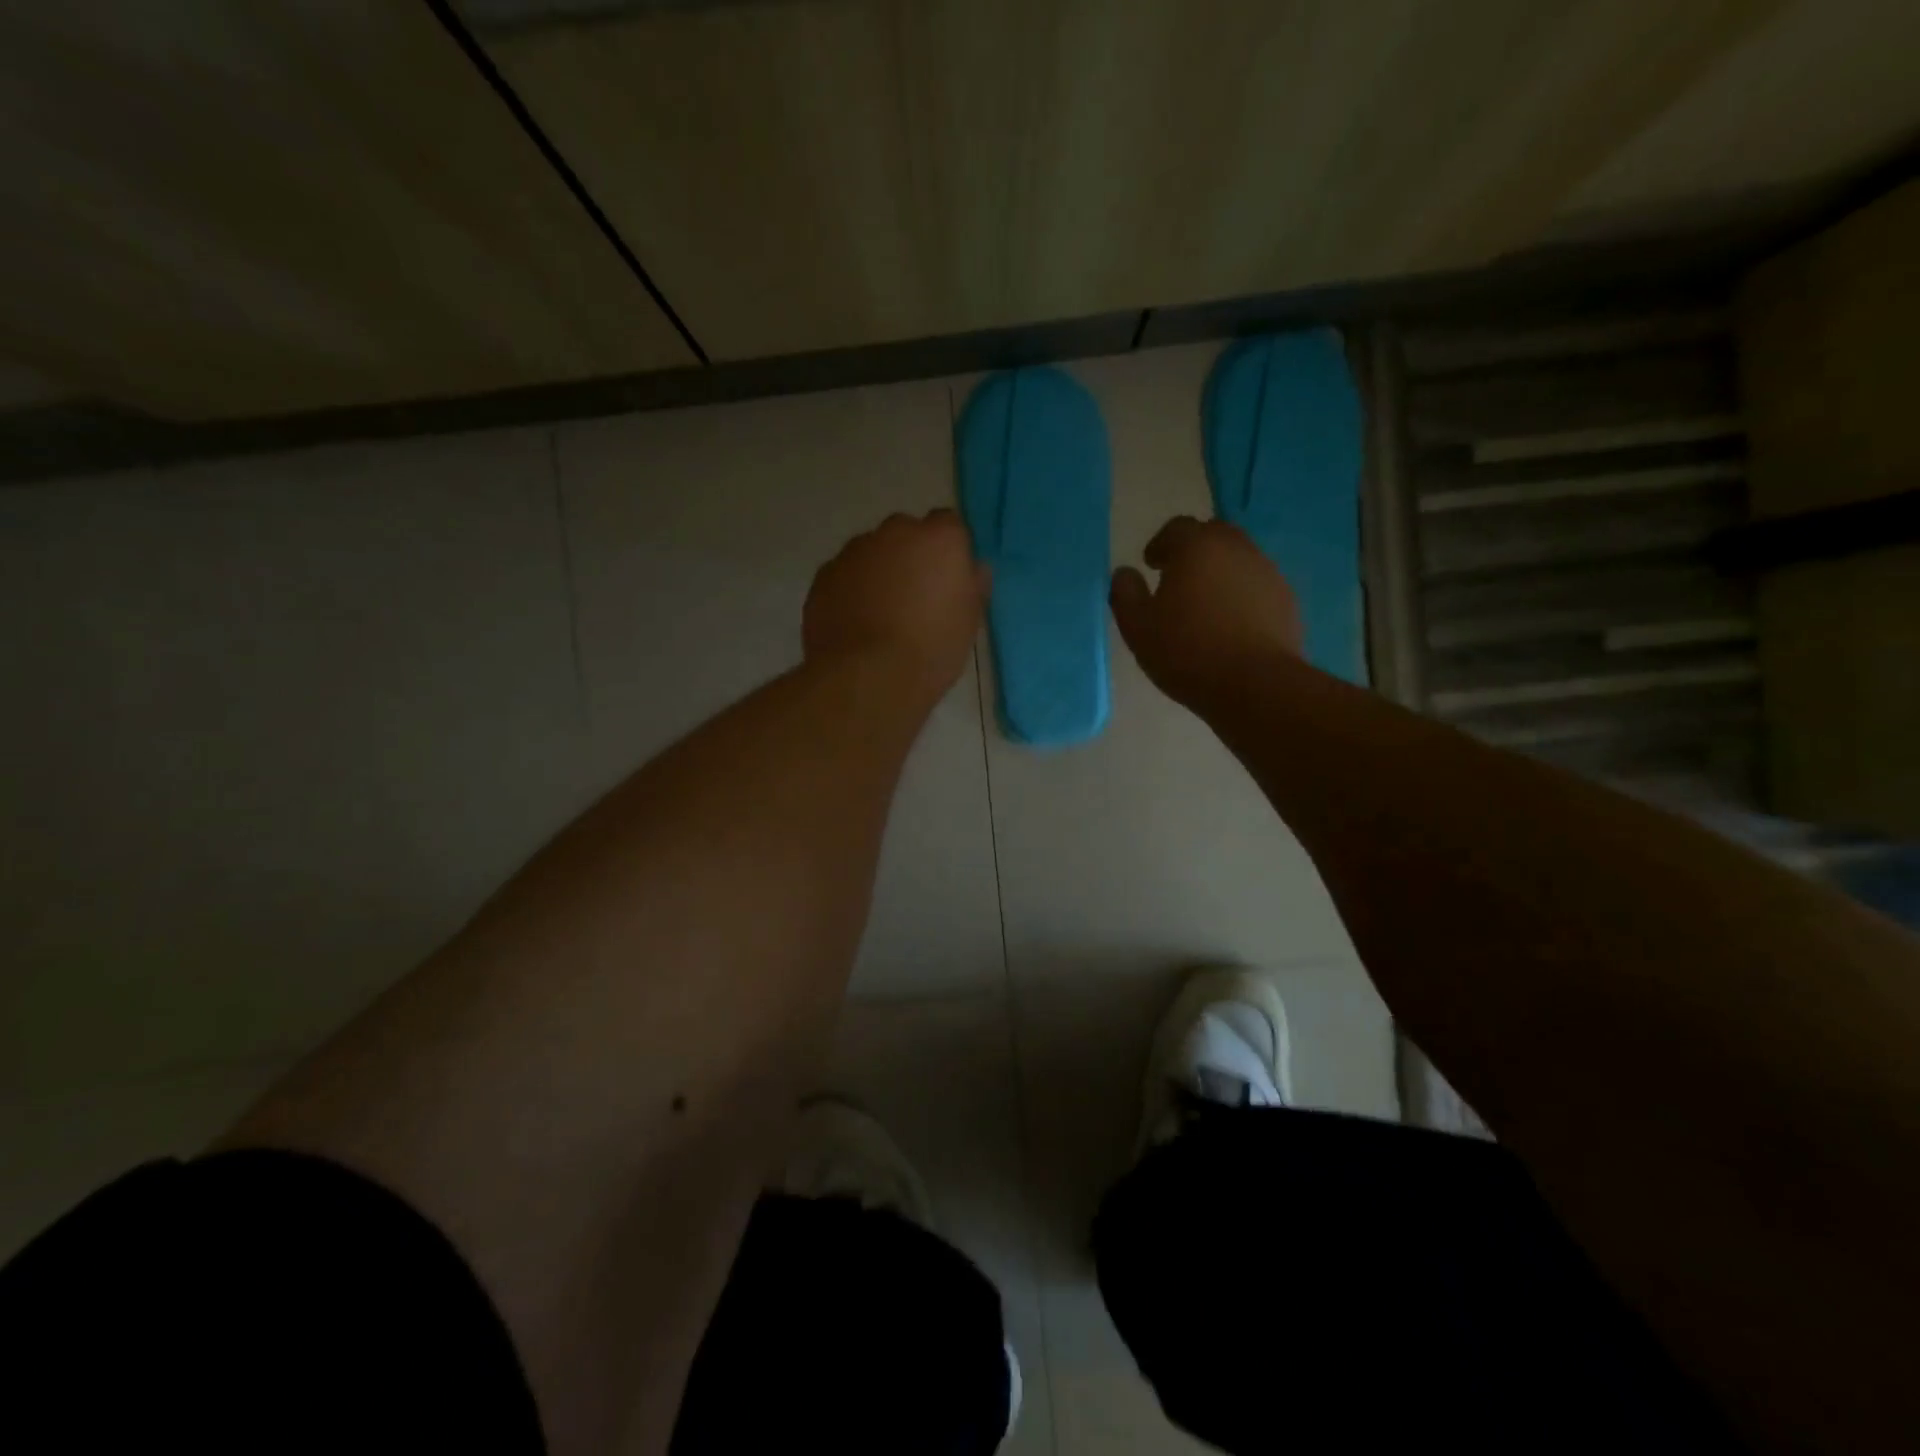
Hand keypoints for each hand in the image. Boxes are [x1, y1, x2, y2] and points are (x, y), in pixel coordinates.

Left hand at [804, 509, 987, 699]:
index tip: (948, 581)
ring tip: (881, 617)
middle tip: (915, 599)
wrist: (868, 676)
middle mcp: (895, 532)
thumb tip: (973, 569)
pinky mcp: (824, 576)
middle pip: (906, 533)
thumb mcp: (969, 623)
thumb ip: (972, 586)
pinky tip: (856, 625)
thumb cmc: (932, 650)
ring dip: (878, 573)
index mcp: (940, 539)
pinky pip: (844, 576)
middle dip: (910, 557)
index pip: (949, 525)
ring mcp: (854, 551)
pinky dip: (851, 591)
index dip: (948, 552)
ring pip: (871, 553)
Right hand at [1110, 517, 1302, 707]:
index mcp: (1197, 547)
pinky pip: (1256, 587)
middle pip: (1212, 536)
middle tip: (1177, 580)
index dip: (1161, 544)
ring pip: (1238, 561)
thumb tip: (1124, 573)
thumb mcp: (1137, 627)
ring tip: (1203, 606)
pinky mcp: (1286, 600)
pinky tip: (1229, 626)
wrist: (1255, 684)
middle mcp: (1237, 549)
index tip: (1151, 565)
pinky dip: (1241, 596)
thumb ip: (1125, 593)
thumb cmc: (1187, 651)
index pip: (1177, 528)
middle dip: (1193, 552)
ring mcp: (1267, 573)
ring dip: (1219, 573)